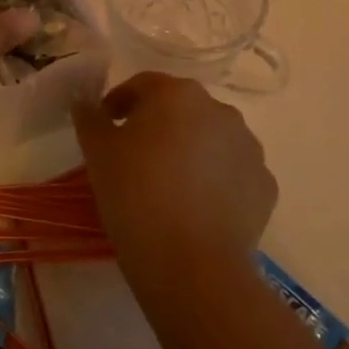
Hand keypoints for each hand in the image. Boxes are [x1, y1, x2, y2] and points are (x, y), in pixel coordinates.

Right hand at [73, 73, 276, 271]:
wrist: (190, 263)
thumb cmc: (135, 194)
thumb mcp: (98, 152)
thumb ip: (89, 118)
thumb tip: (84, 102)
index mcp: (178, 94)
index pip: (142, 84)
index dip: (119, 102)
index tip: (105, 126)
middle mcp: (220, 110)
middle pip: (180, 109)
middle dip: (157, 125)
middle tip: (133, 157)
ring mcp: (249, 148)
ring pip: (210, 139)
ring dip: (189, 150)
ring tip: (167, 185)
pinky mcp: (265, 185)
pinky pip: (232, 172)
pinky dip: (214, 180)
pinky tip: (195, 206)